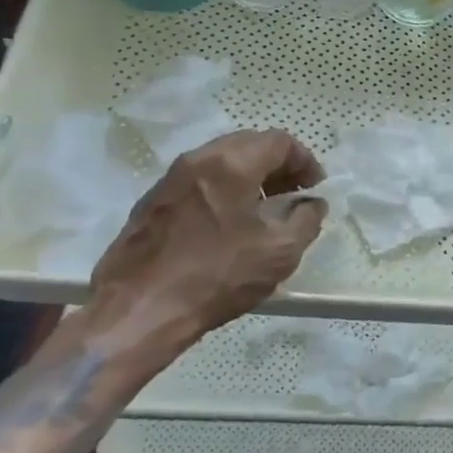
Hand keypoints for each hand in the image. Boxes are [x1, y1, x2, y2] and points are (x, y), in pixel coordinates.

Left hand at [84, 129, 326, 372]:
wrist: (138, 311)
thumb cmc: (216, 276)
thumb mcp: (279, 253)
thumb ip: (306, 219)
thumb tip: (311, 204)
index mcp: (231, 164)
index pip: (279, 141)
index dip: (305, 161)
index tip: (314, 188)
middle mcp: (198, 160)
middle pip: (248, 144)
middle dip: (277, 164)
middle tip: (293, 194)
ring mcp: (170, 179)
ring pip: (221, 160)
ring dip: (250, 176)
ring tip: (263, 209)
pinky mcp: (152, 202)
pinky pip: (198, 180)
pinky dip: (223, 189)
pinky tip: (228, 223)